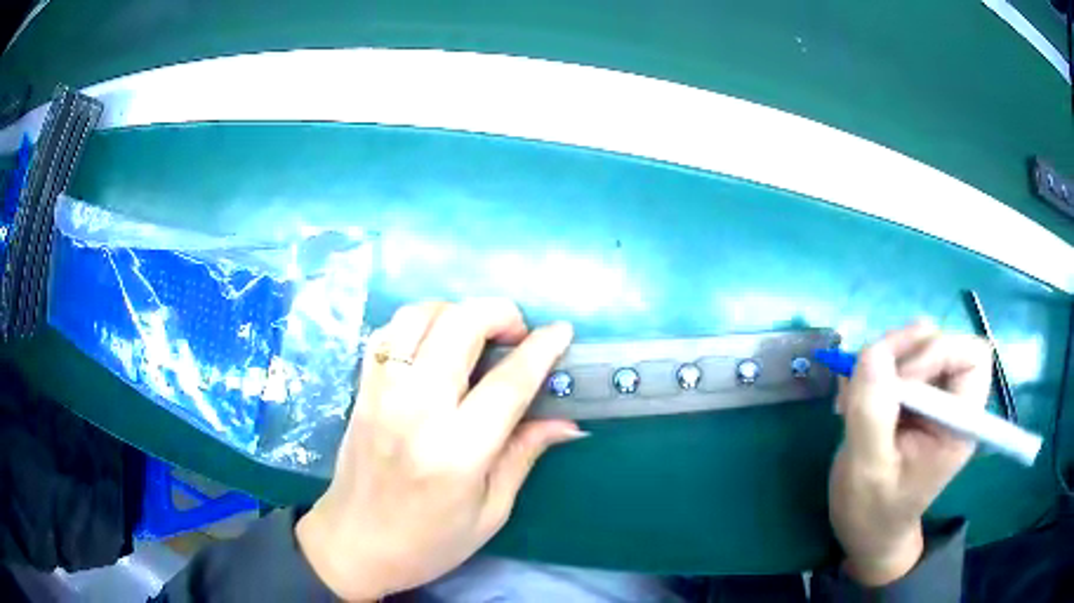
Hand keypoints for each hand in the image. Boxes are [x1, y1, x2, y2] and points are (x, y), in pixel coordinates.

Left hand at [296, 299, 584, 600]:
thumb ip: (524, 455)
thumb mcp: (490, 512)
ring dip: (456, 312)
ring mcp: (382, 393)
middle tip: (518, 335)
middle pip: (459, 325)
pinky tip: (435, 347)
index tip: (562, 331)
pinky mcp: (362, 390)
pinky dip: (419, 325)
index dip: (542, 349)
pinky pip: (388, 332)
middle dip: (500, 313)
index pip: (508, 383)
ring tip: (476, 337)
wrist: (353, 545)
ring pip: (419, 315)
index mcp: (457, 452)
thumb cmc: (428, 542)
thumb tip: (568, 421)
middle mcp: (415, 409)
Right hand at [829, 321, 991, 585]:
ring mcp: (930, 395)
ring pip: (915, 342)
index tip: (900, 383)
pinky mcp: (911, 394)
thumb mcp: (867, 472)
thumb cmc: (873, 512)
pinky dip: (870, 368)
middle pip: (940, 340)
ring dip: (880, 360)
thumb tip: (872, 351)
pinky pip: (895, 357)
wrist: (867, 530)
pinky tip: (852, 399)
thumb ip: (872, 413)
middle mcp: (951, 401)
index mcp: (959, 423)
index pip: (971, 357)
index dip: (938, 354)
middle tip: (866, 383)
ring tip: (853, 398)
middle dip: (901, 353)